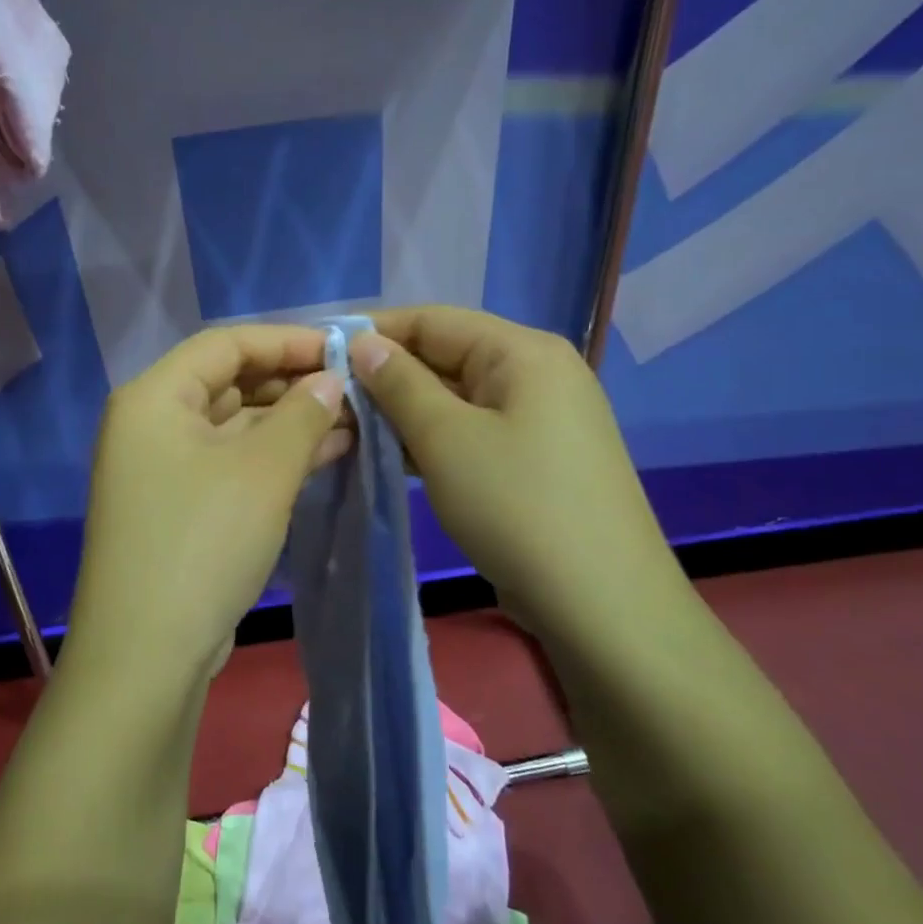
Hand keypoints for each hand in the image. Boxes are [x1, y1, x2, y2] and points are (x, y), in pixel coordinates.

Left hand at [67, 325, 349, 679]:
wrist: (147, 654)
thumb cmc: (202, 543)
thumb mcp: (262, 471)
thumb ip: (303, 415)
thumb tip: (331, 381)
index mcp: (155, 398)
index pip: (225, 345)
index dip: (286, 341)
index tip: (344, 350)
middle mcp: (151, 425)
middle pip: (228, 383)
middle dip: (292, 384)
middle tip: (354, 391)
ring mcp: (162, 469)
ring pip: (234, 427)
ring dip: (289, 424)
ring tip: (352, 422)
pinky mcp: (179, 508)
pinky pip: (231, 464)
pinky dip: (273, 458)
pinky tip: (326, 455)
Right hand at [350, 307, 682, 639]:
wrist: (602, 604)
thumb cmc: (517, 507)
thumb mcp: (445, 439)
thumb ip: (399, 383)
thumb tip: (362, 343)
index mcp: (522, 352)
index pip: (434, 320)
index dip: (374, 331)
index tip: (320, 352)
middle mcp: (537, 373)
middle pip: (447, 356)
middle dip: (387, 375)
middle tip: (329, 400)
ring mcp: (540, 418)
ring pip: (457, 397)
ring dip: (405, 410)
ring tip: (350, 427)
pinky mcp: (535, 457)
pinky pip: (473, 430)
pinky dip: (433, 438)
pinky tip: (391, 455)